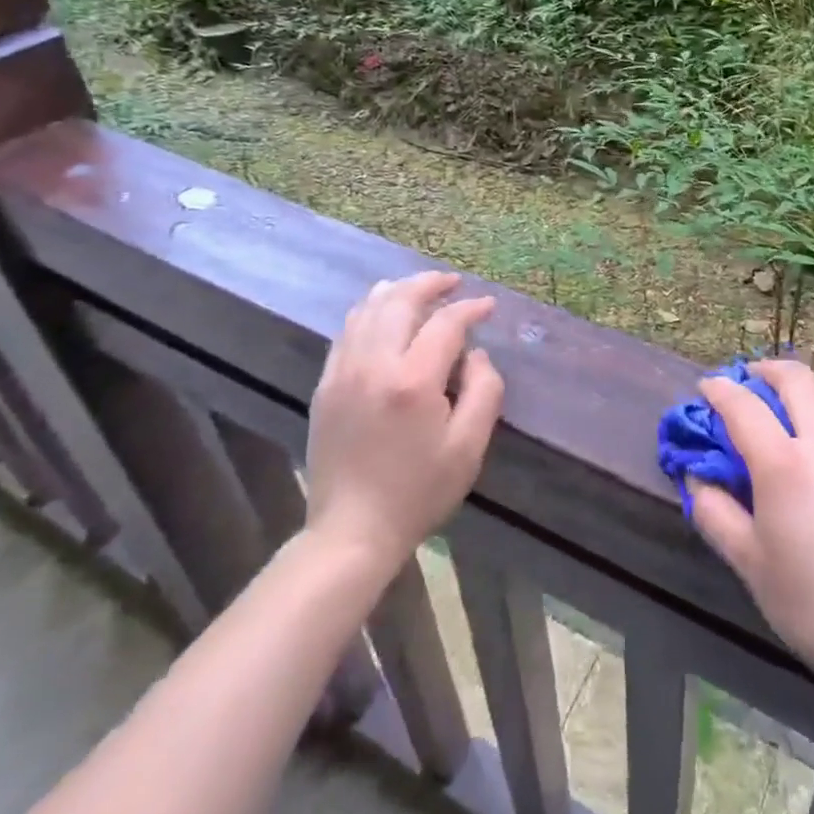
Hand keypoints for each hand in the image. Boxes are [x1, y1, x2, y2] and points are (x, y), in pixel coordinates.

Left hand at [304, 272, 504, 567]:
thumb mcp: (468, 447)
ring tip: (419, 288)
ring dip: (397, 291)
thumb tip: (476, 354)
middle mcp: (374, 365)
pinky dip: (369, 311)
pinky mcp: (326, 385)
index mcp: (413, 381)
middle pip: (401, 301)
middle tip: (453, 282)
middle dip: (430, 284)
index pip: (446, 324)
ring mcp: (343, 373)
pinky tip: (382, 313)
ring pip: (369, 309)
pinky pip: (347, 331)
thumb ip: (483, 390)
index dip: (470, 309)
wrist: (351, 532)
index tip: (488, 306)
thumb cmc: (419, 492)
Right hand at [690, 358, 813, 698]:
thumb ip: (715, 513)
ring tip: (781, 401)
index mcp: (784, 464)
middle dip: (764, 370)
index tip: (705, 388)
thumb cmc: (812, 603)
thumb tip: (697, 479)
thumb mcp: (749, 564)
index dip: (719, 390)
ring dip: (799, 385)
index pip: (743, 405)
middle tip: (745, 381)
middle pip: (795, 379)